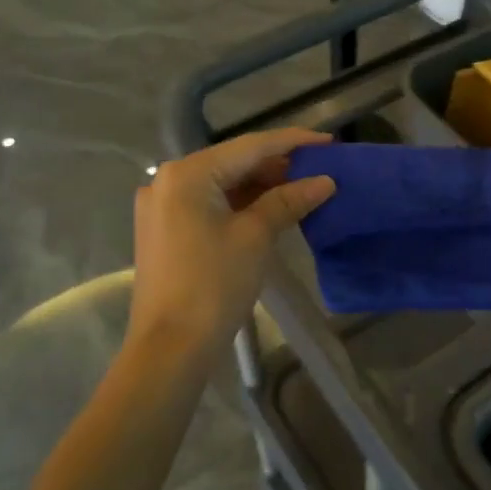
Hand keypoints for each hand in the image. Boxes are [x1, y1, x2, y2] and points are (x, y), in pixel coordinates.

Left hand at [127, 129, 335, 355]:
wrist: (169, 348)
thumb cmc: (214, 284)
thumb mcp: (256, 237)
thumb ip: (288, 200)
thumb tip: (325, 181)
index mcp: (188, 173)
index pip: (250, 146)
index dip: (293, 141)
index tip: (329, 141)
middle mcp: (169, 180)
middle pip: (234, 162)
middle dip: (277, 165)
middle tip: (320, 169)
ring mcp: (162, 206)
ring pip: (222, 183)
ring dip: (260, 185)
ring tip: (303, 188)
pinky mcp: (165, 229)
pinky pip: (209, 203)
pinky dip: (240, 204)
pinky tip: (270, 208)